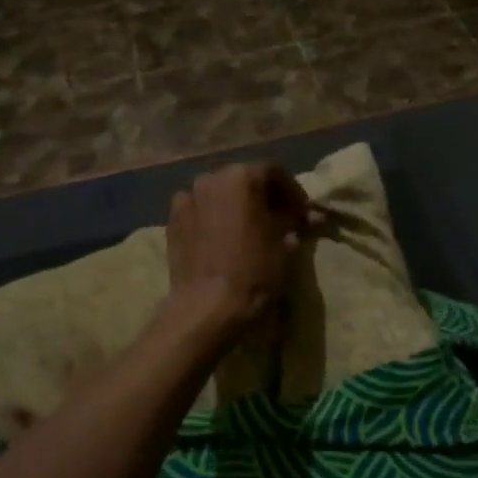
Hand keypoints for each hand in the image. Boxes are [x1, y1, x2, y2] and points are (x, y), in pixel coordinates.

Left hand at [164, 163, 309, 327]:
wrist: (207, 305)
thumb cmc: (253, 271)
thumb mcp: (283, 244)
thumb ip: (292, 222)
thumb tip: (305, 217)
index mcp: (242, 177)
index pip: (273, 172)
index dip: (291, 191)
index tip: (301, 211)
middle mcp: (211, 178)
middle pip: (243, 179)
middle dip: (262, 195)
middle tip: (277, 217)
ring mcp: (187, 197)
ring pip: (218, 193)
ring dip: (235, 204)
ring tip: (247, 227)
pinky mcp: (172, 219)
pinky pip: (198, 209)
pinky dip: (212, 216)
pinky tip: (220, 235)